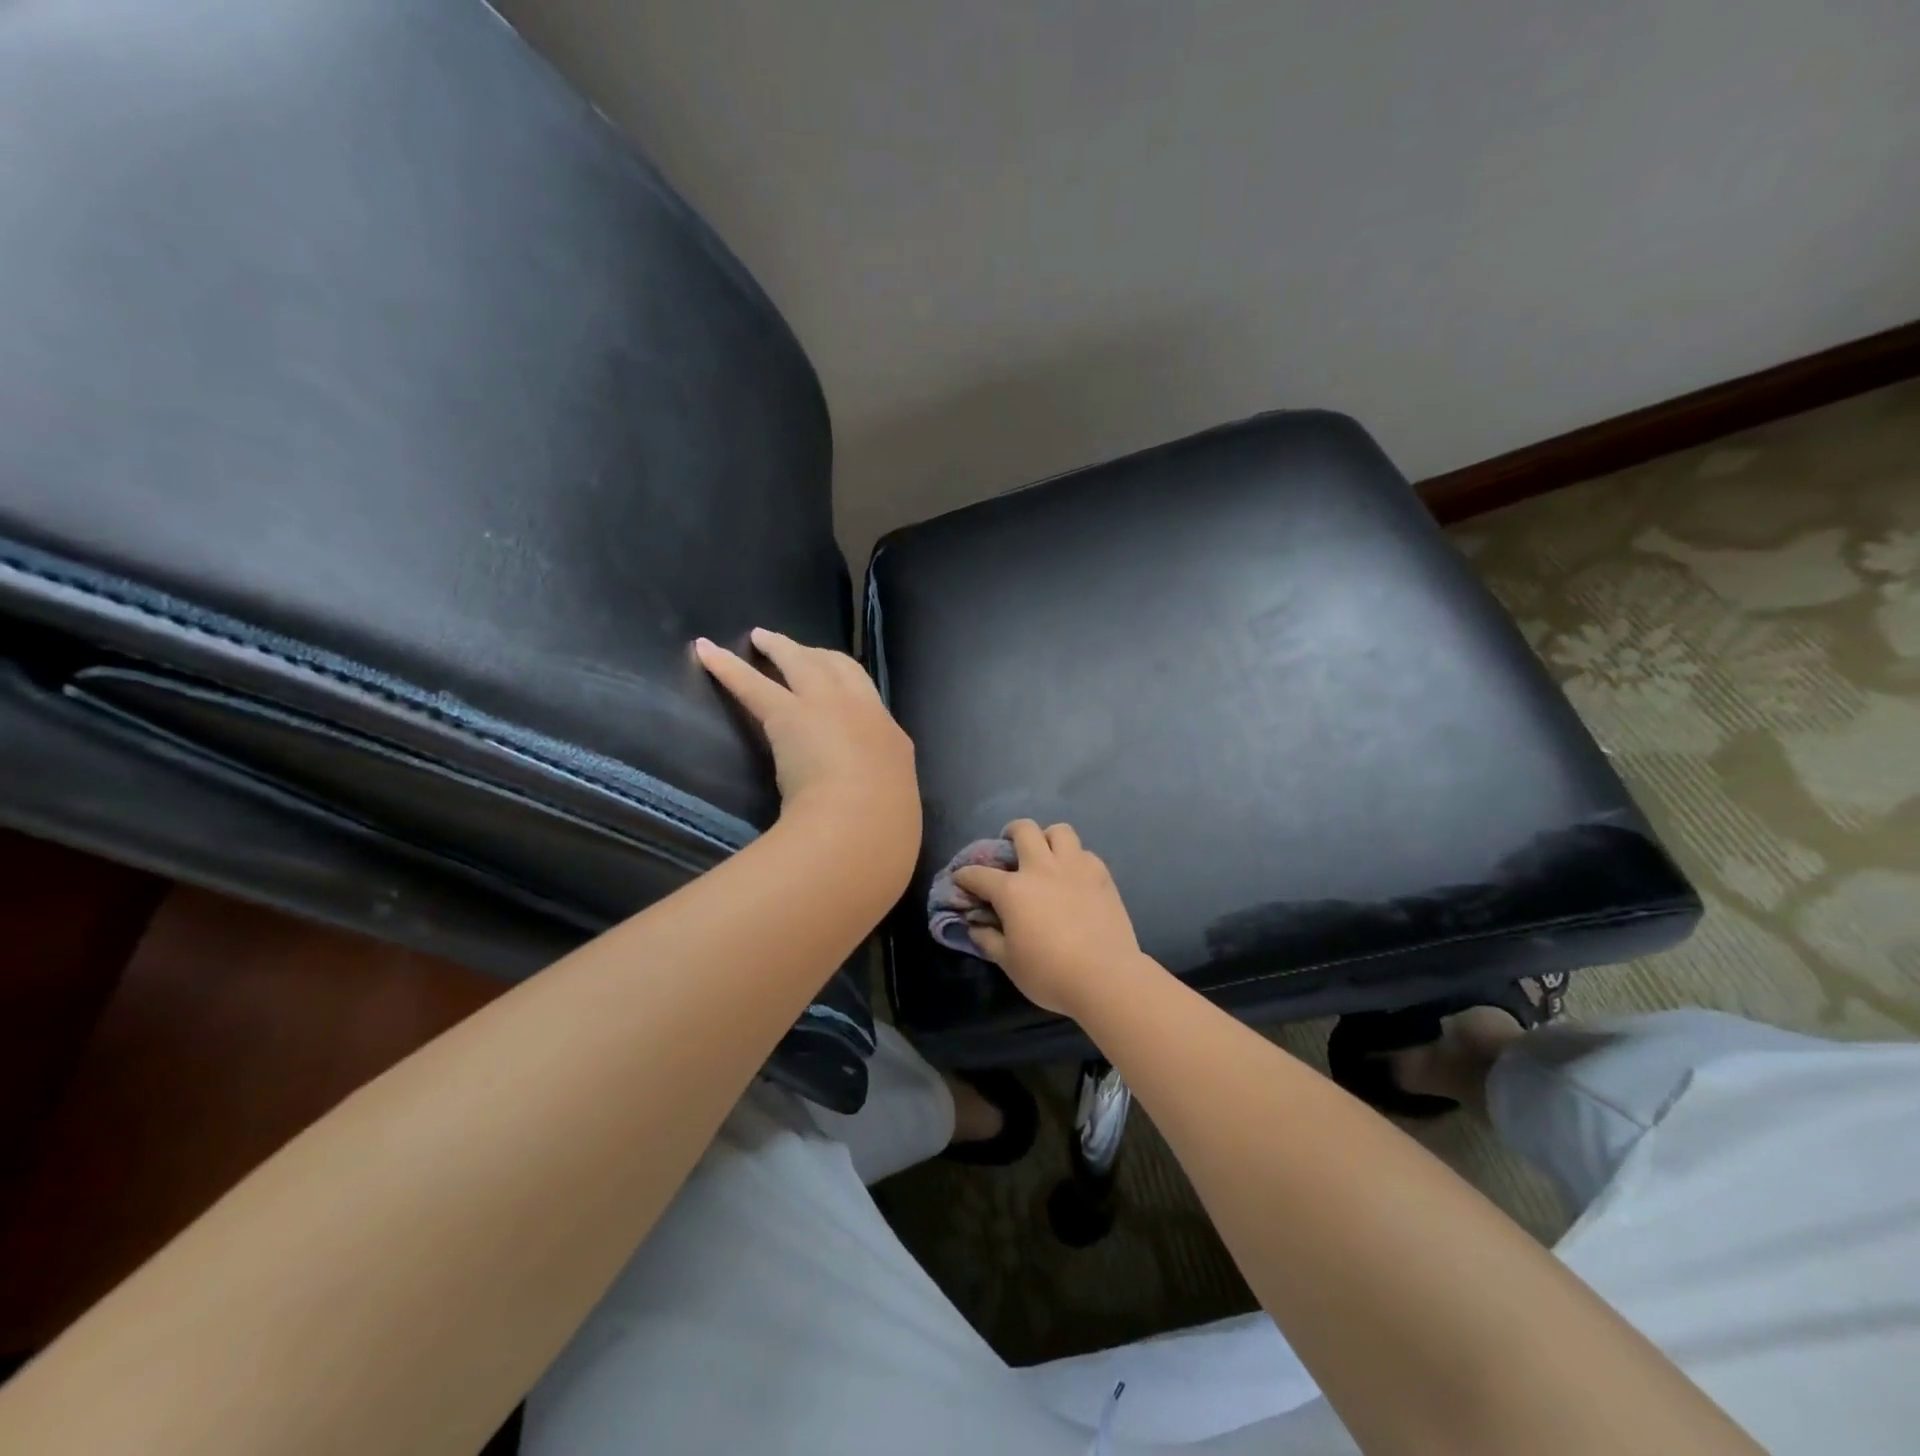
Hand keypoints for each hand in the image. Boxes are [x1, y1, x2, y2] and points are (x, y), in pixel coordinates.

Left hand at [695, 629, 919, 871]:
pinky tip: (705, 650)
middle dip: (821, 656)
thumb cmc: (884, 830)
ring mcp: (826, 707)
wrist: (863, 825)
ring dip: (780, 647)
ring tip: (760, 636)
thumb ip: (877, 800)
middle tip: (800, 650)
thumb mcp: (892, 810)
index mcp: (891, 740)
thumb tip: (868, 812)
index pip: (870, 700)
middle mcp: (862, 712)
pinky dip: (727, 666)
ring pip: (801, 663)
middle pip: (840, 668)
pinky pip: (752, 685)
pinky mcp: (788, 715)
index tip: (837, 682)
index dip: (850, 684)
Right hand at [952, 819, 1145, 1016]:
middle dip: (1011, 833)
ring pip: (1060, 831)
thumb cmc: (1050, 974)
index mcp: (1013, 890)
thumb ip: (988, 940)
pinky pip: (1085, 853)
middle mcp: (1041, 869)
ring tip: (1047, 855)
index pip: (979, 874)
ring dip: (1048, 838)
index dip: (965, 875)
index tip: (961, 879)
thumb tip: (974, 926)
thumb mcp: (1009, 962)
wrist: (1106, 977)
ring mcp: (1075, 868)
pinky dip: (1075, 859)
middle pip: (1023, 830)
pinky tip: (1074, 876)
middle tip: (1010, 848)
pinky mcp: (1102, 876)